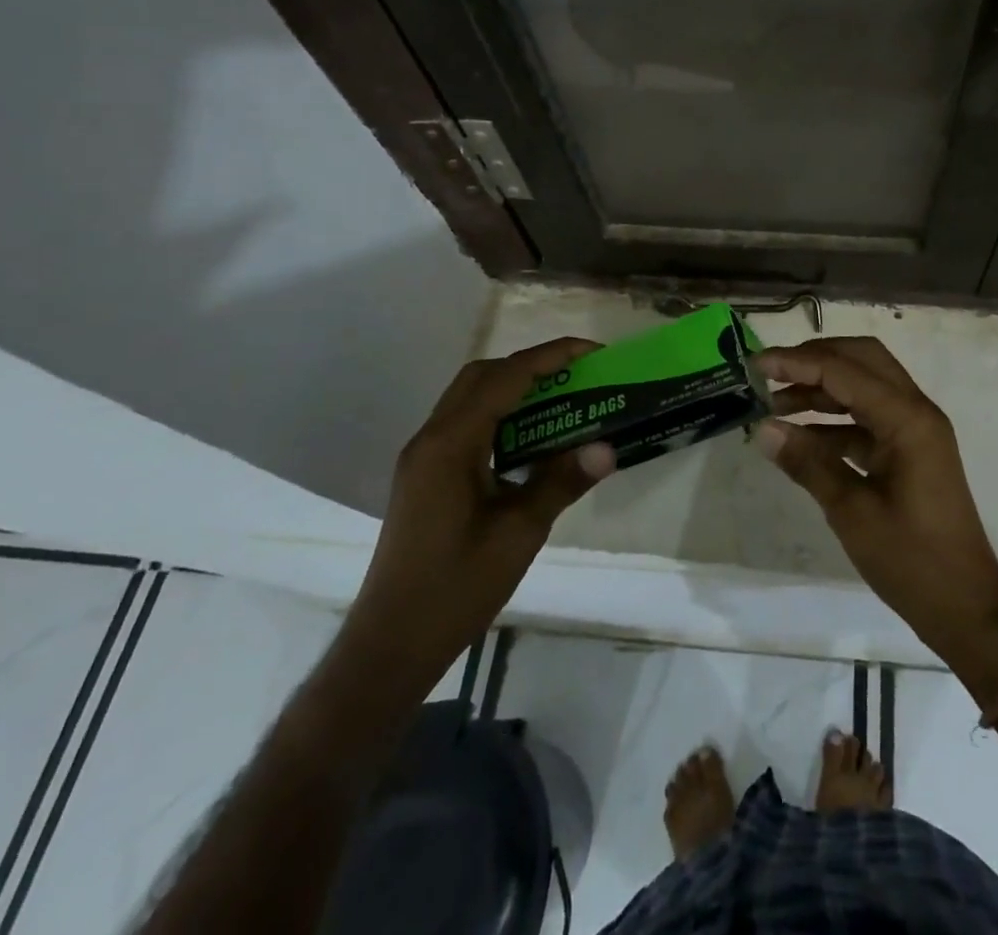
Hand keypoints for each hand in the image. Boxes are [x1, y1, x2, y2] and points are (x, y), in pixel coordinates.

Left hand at [338, 339, 615, 693]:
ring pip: (470, 399)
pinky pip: (465, 425)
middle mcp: (430, 440)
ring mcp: (423, 458)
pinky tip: (530, 441)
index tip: (593, 352)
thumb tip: (607, 447)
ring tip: (561, 400)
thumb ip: (561, 482)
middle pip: (482, 377)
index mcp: (449, 445)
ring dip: (514, 389)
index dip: (551, 357)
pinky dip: (500, 416)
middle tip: (577, 376)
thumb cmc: (455, 589)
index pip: (505, 378)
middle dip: (531, 365)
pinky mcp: (425, 477)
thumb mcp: (519, 534)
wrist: (391, 645)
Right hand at [751, 338, 997, 668]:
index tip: (756, 364)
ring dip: (822, 388)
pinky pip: (868, 418)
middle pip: (862, 361)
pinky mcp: (909, 450)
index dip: (798, 363)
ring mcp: (915, 430)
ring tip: (775, 404)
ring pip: (865, 386)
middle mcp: (916, 412)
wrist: (965, 606)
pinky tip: (800, 436)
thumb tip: (763, 429)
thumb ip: (808, 464)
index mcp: (908, 419)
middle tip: (770, 373)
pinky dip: (834, 420)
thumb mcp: (852, 512)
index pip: (846, 371)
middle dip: (815, 359)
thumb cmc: (912, 561)